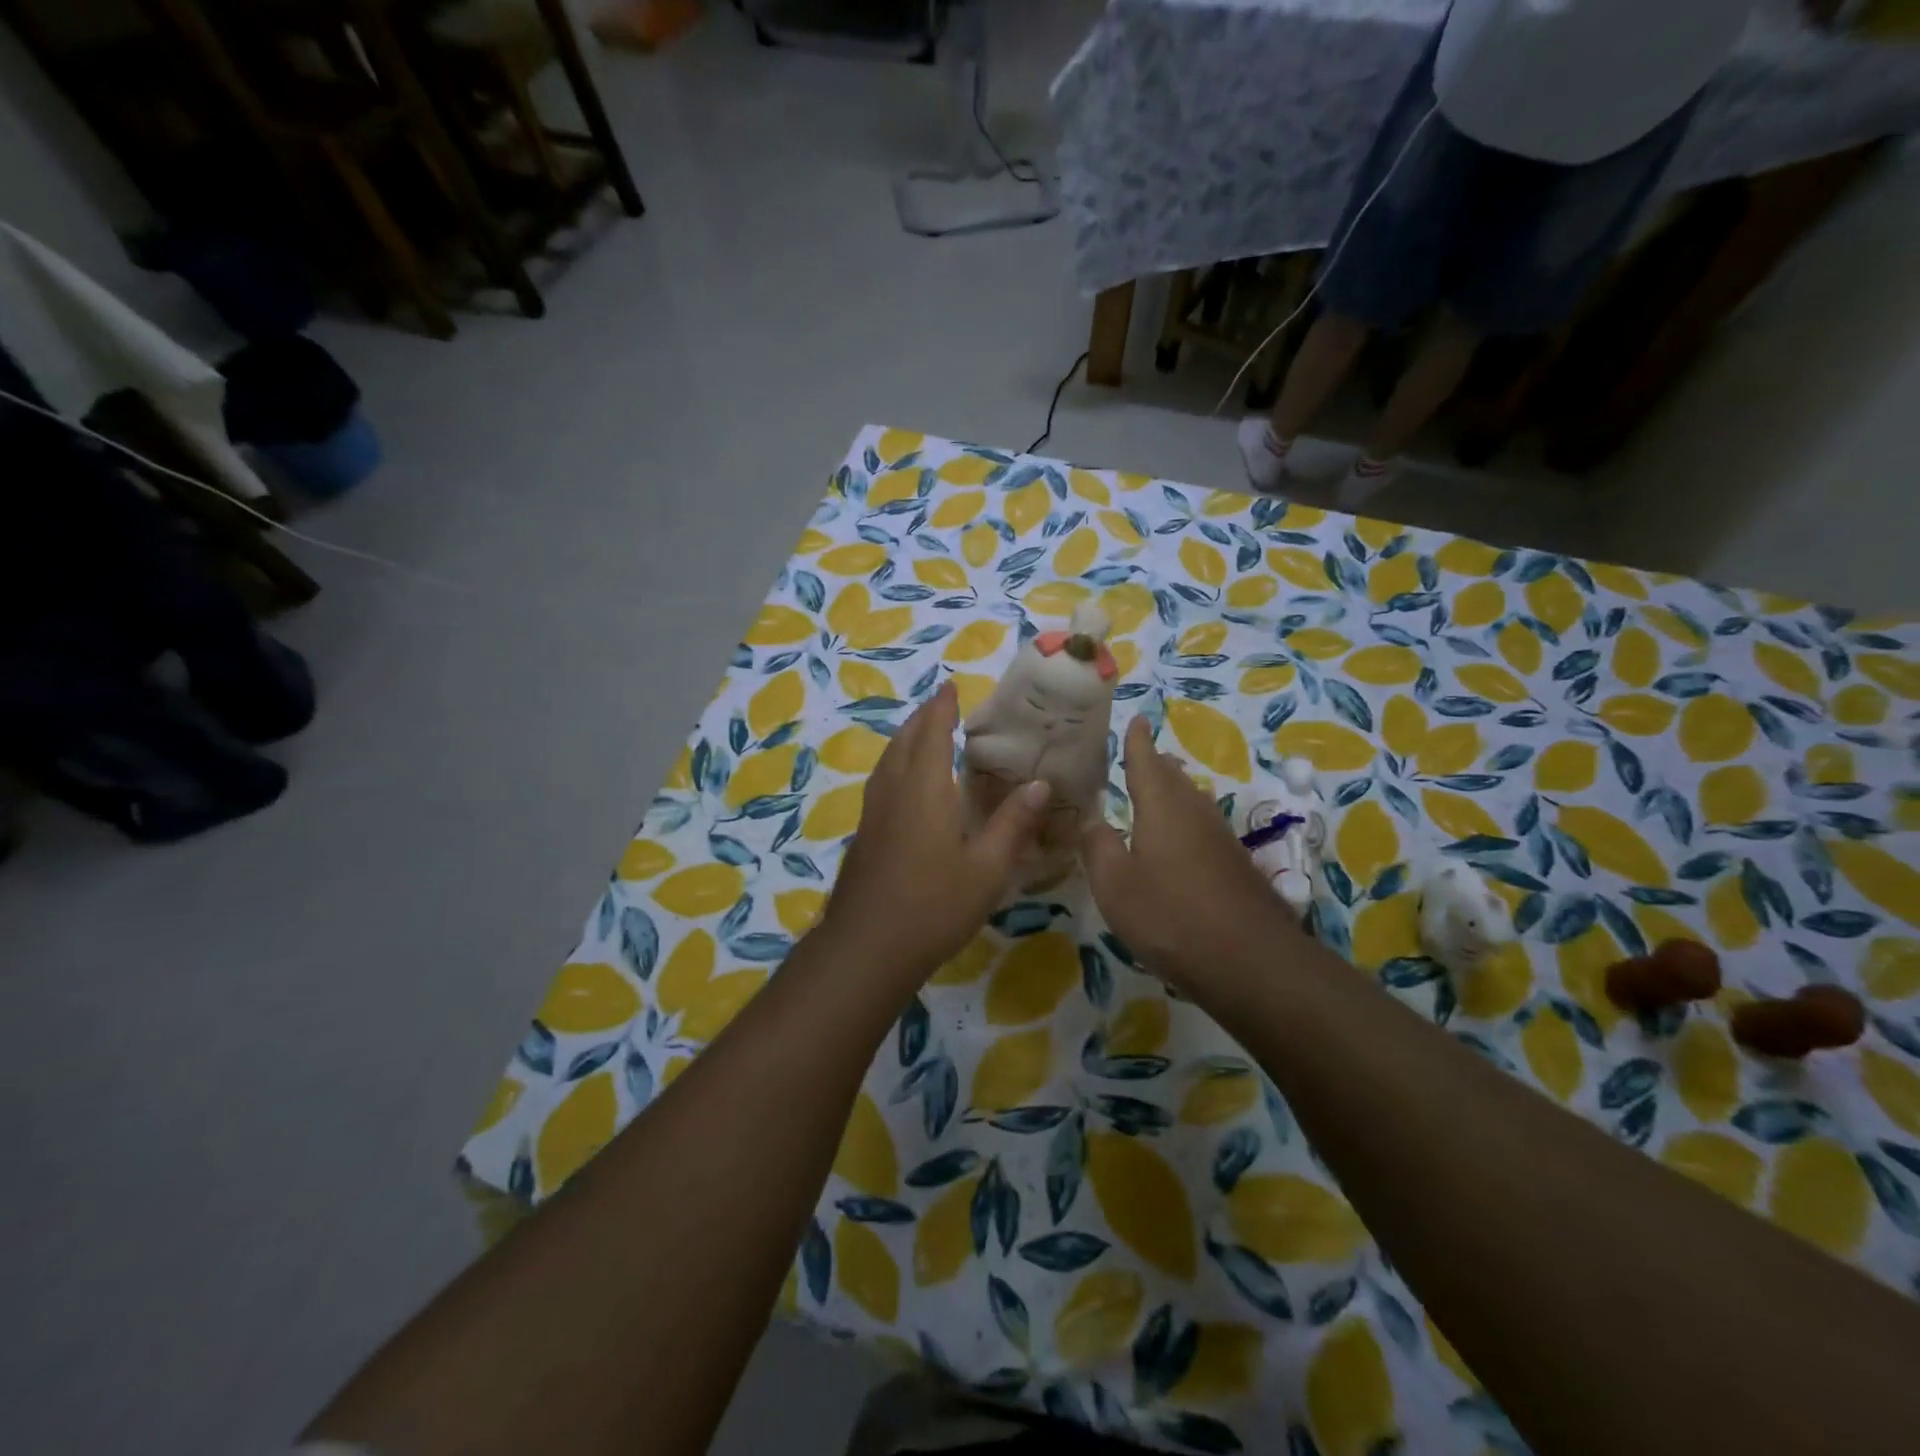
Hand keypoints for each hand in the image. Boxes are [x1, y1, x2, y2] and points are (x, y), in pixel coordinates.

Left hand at [821, 681, 1049, 981]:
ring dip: (905, 739)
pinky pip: (881, 782)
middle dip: (921, 718)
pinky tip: (906, 786)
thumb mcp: (987, 868)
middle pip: (904, 741)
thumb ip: (1013, 823)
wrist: (867, 948)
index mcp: (925, 789)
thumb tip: (1040, 784)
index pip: (933, 733)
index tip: (950, 686)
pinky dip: (896, 765)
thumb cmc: (934, 905)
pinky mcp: (864, 835)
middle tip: (940, 705)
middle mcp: (894, 791)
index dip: (942, 708)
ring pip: (887, 761)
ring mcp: (873, 813)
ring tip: (922, 735)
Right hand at [1083, 716, 1303, 993]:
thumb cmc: (1170, 916)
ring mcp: (1221, 838)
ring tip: (1158, 788)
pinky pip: (1204, 826)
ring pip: (1193, 800)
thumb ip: (1098, 846)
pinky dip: (1186, 820)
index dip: (1137, 742)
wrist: (1249, 961)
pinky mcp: (1236, 865)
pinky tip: (1181, 840)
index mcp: (1162, 807)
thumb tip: (1092, 818)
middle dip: (1156, 764)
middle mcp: (1195, 812)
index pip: (1145, 762)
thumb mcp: (1115, 884)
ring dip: (1174, 790)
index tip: (1138, 719)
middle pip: (1174, 778)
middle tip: (1141, 754)